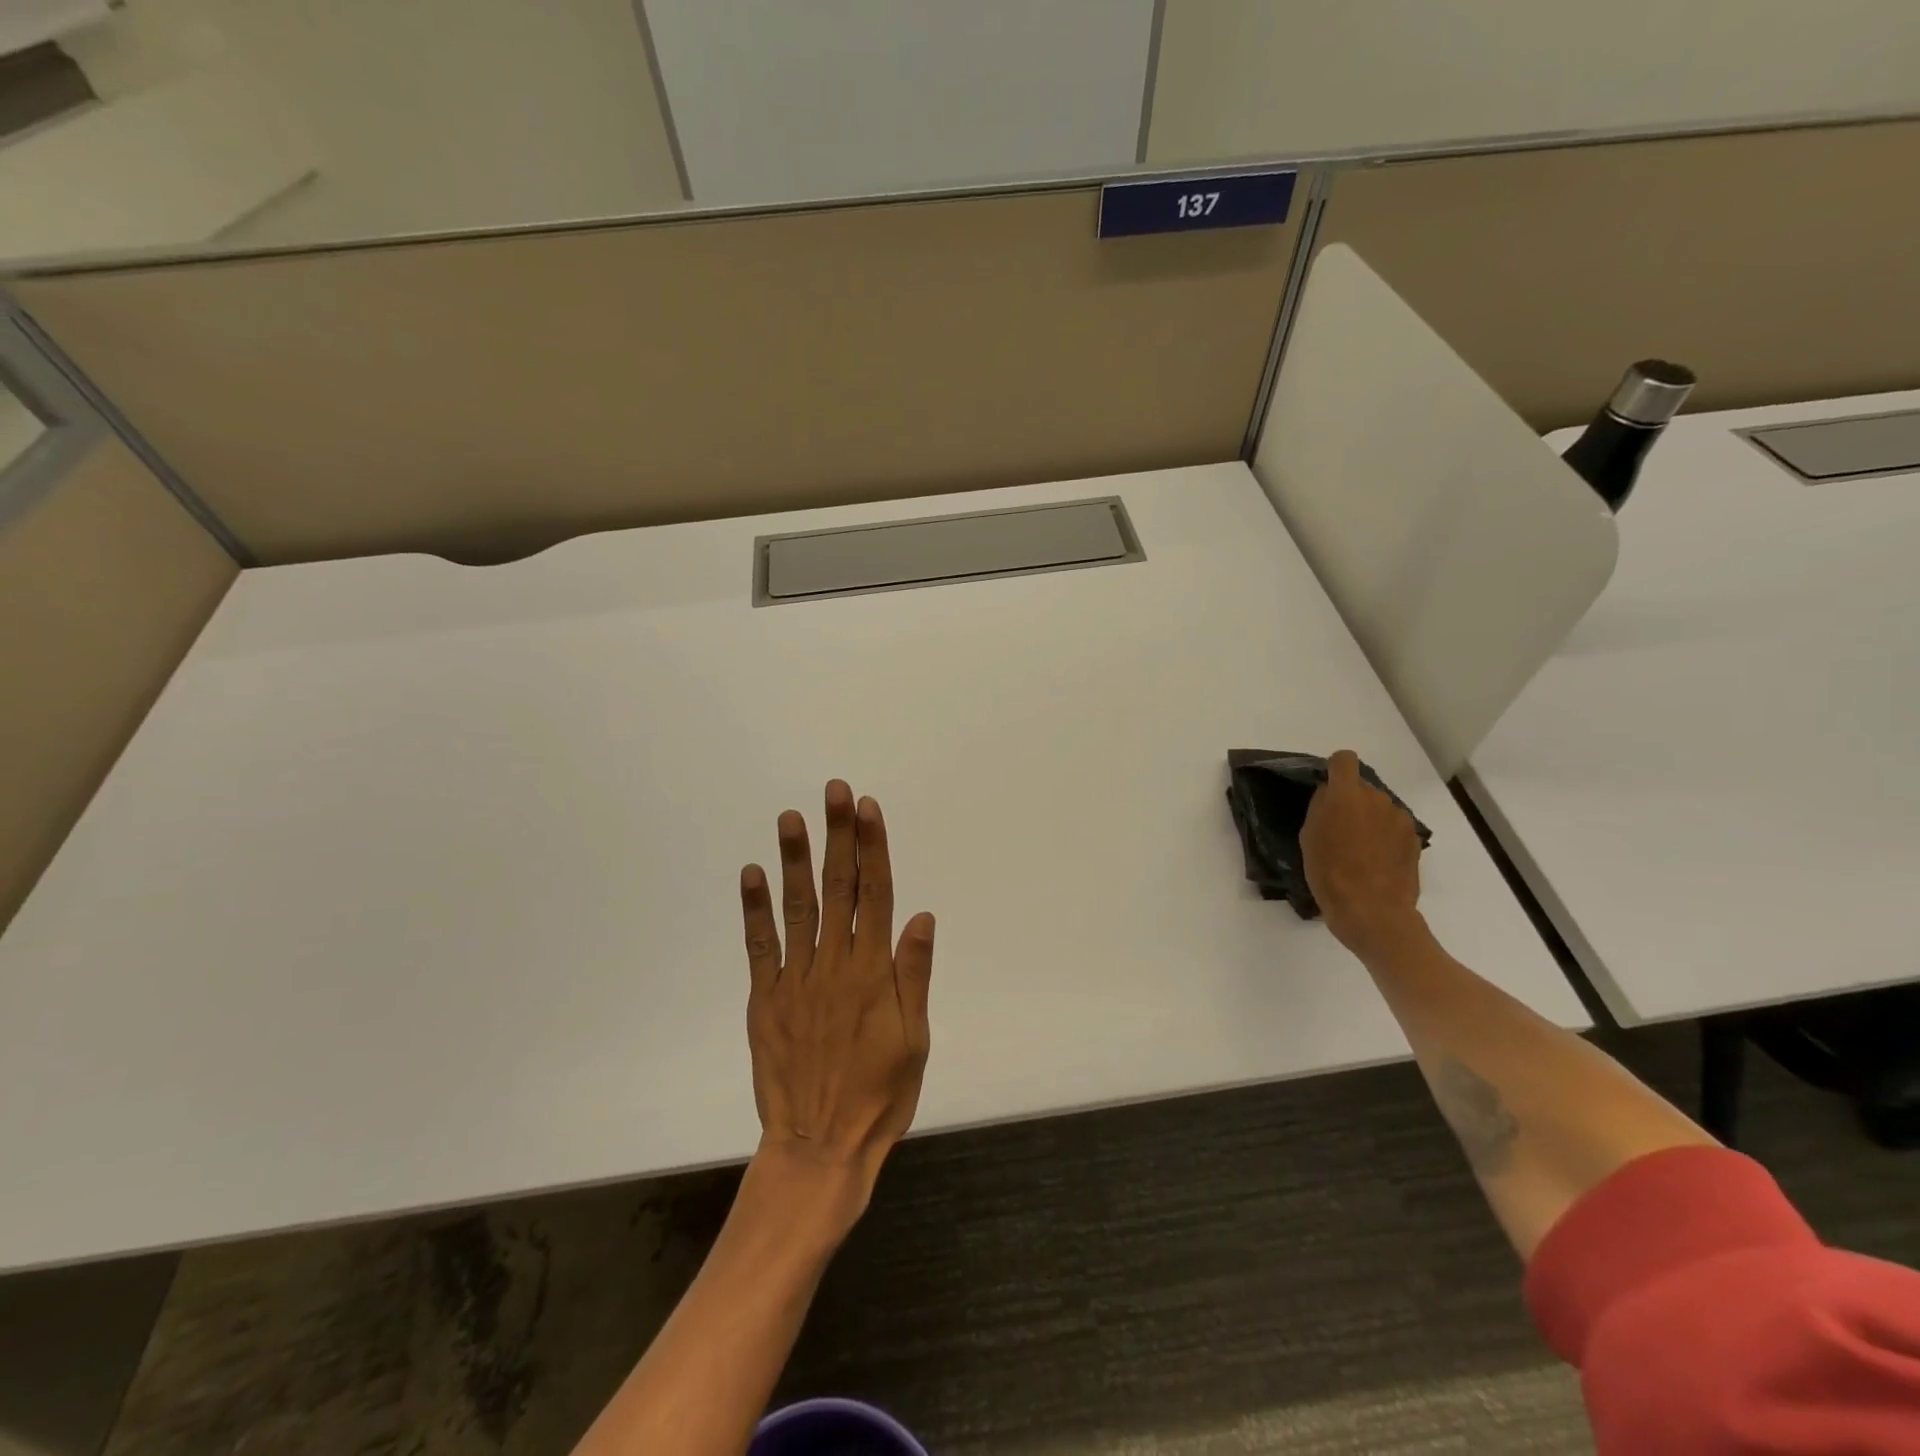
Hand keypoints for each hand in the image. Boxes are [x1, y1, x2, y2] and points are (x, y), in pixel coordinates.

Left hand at [738, 781, 934, 1215]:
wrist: (819, 1147)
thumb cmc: (880, 1096)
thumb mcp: (915, 1040)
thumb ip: (913, 974)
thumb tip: (920, 915)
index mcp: (873, 973)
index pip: (876, 895)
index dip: (873, 848)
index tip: (868, 809)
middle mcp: (834, 965)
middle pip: (839, 889)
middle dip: (839, 836)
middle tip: (835, 792)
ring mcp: (796, 980)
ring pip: (798, 908)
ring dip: (795, 860)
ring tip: (791, 817)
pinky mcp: (766, 999)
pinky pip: (760, 947)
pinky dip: (755, 909)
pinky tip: (753, 874)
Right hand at [1300, 750, 1424, 957]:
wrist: (1372, 911)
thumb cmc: (1329, 873)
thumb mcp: (1309, 837)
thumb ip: (1321, 808)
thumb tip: (1331, 796)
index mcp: (1345, 795)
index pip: (1344, 760)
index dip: (1335, 769)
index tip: (1328, 790)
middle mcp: (1377, 799)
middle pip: (1362, 788)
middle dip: (1351, 802)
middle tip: (1339, 830)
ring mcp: (1400, 819)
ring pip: (1380, 808)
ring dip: (1369, 819)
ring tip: (1359, 850)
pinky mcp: (1414, 839)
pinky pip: (1394, 827)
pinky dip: (1385, 837)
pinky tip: (1376, 862)